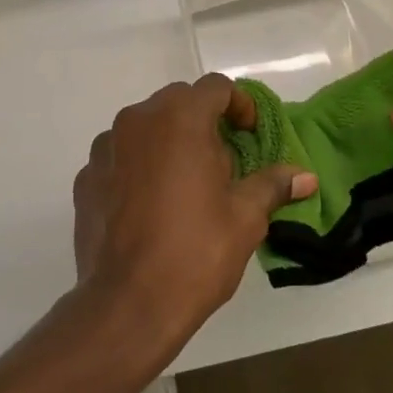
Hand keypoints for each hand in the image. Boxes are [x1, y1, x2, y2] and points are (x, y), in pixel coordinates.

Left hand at [74, 75, 316, 357]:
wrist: (126, 304)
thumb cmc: (195, 252)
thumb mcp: (245, 218)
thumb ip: (273, 185)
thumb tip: (306, 176)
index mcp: (180, 118)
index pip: (216, 87)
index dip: (239, 105)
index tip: (250, 135)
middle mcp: (138, 119)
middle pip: (179, 102)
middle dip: (204, 123)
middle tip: (223, 165)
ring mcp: (106, 146)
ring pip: (146, 127)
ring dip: (169, 143)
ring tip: (185, 187)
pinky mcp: (86, 175)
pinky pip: (120, 156)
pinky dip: (138, 167)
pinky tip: (149, 206)